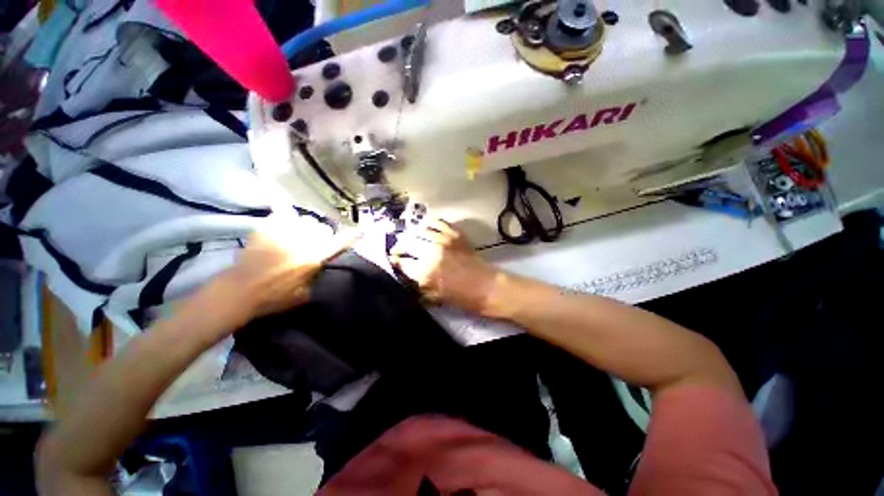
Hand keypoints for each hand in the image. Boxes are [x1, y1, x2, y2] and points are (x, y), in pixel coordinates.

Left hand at [227, 223, 359, 319]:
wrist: (239, 291)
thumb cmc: (273, 298)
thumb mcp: (304, 295)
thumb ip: (317, 279)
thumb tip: (322, 269)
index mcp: (314, 258)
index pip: (339, 243)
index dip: (351, 236)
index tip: (360, 230)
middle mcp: (303, 242)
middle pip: (323, 228)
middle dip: (322, 234)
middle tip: (315, 241)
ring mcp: (284, 233)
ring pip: (305, 220)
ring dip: (306, 226)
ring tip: (298, 233)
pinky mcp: (267, 228)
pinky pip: (282, 214)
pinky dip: (285, 216)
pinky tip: (284, 220)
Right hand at [389, 218, 500, 313]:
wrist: (487, 286)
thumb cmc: (461, 297)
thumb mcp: (433, 296)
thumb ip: (416, 284)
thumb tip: (405, 274)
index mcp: (425, 271)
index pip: (401, 260)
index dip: (395, 260)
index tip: (394, 260)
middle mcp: (431, 251)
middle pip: (406, 241)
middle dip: (400, 246)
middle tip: (401, 250)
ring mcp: (444, 239)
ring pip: (419, 229)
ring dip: (413, 234)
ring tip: (412, 238)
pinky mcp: (455, 233)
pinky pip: (437, 221)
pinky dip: (428, 224)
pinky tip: (426, 229)